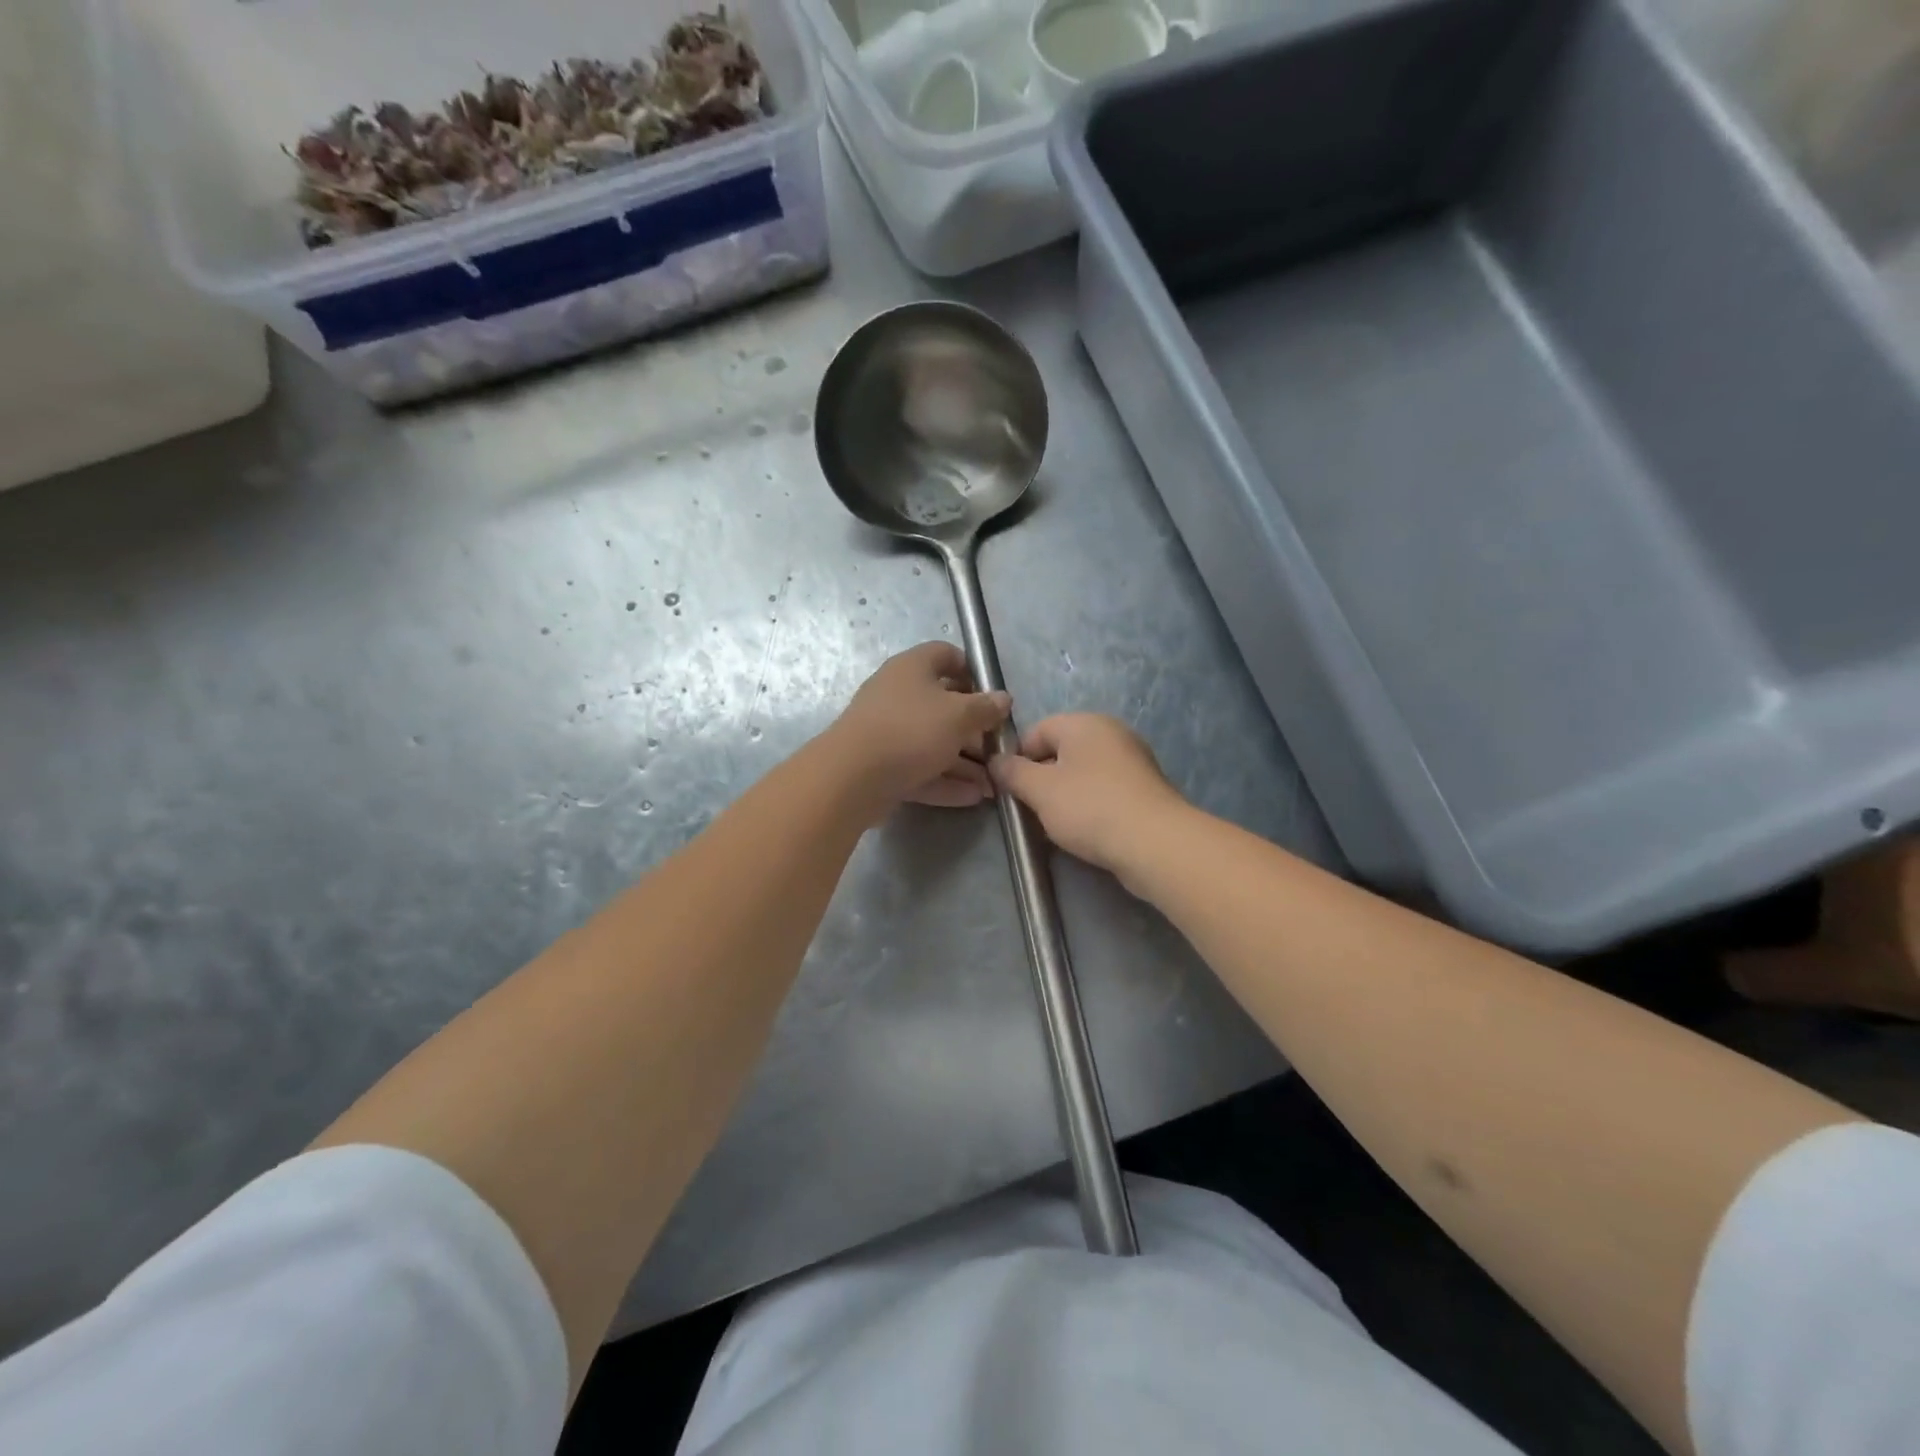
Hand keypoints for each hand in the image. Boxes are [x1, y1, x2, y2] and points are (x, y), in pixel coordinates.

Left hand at [829, 642, 1011, 814]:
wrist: (851, 777)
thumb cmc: (911, 731)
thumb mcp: (959, 716)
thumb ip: (986, 708)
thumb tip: (1003, 699)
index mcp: (912, 668)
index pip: (946, 655)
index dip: (972, 670)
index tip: (993, 694)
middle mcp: (897, 695)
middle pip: (942, 705)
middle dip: (974, 728)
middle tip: (998, 748)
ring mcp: (888, 732)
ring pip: (933, 742)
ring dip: (964, 762)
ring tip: (993, 783)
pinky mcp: (882, 765)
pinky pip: (920, 769)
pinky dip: (945, 781)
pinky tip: (973, 797)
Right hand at [989, 715, 1188, 884]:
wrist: (1155, 843)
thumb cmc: (1090, 807)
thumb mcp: (1039, 790)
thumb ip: (1012, 772)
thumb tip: (996, 761)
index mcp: (1084, 723)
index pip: (1036, 730)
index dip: (1017, 757)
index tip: (1009, 788)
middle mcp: (1111, 734)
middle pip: (1061, 751)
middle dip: (1041, 779)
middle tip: (1030, 809)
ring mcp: (1132, 761)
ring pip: (1083, 774)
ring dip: (1064, 797)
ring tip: (1056, 825)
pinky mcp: (1145, 790)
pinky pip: (1105, 791)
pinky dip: (1090, 807)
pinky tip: (1085, 831)